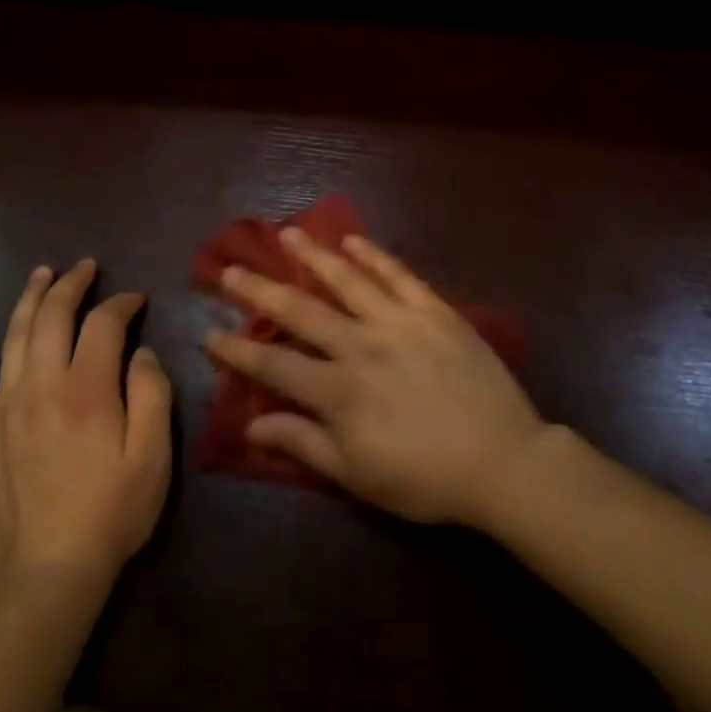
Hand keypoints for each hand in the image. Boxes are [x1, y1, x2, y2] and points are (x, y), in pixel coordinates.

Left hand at [0, 261, 172, 588]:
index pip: (104, 323)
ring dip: (29, 299)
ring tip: (42, 274)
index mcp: (88, 390)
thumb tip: (141, 352)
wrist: (50, 571)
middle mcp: (42, 386)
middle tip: (87, 267)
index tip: (138, 299)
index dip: (122, 303)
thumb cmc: (113, 511)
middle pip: (53, 317)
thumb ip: (152, 394)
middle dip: (72, 285)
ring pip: (14, 336)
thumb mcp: (154, 455)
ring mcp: (7, 407)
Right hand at [204, 229, 545, 526]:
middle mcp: (360, 346)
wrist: (502, 460)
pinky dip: (374, 255)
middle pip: (300, 311)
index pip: (273, 365)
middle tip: (231, 269)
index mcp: (338, 390)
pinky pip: (399, 275)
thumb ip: (302, 443)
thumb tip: (251, 423)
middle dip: (260, 290)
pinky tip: (353, 239)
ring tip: (287, 234)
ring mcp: (398, 322)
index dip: (236, 351)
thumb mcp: (356, 474)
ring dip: (314, 255)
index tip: (208, 333)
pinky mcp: (434, 310)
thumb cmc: (424, 477)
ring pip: (346, 280)